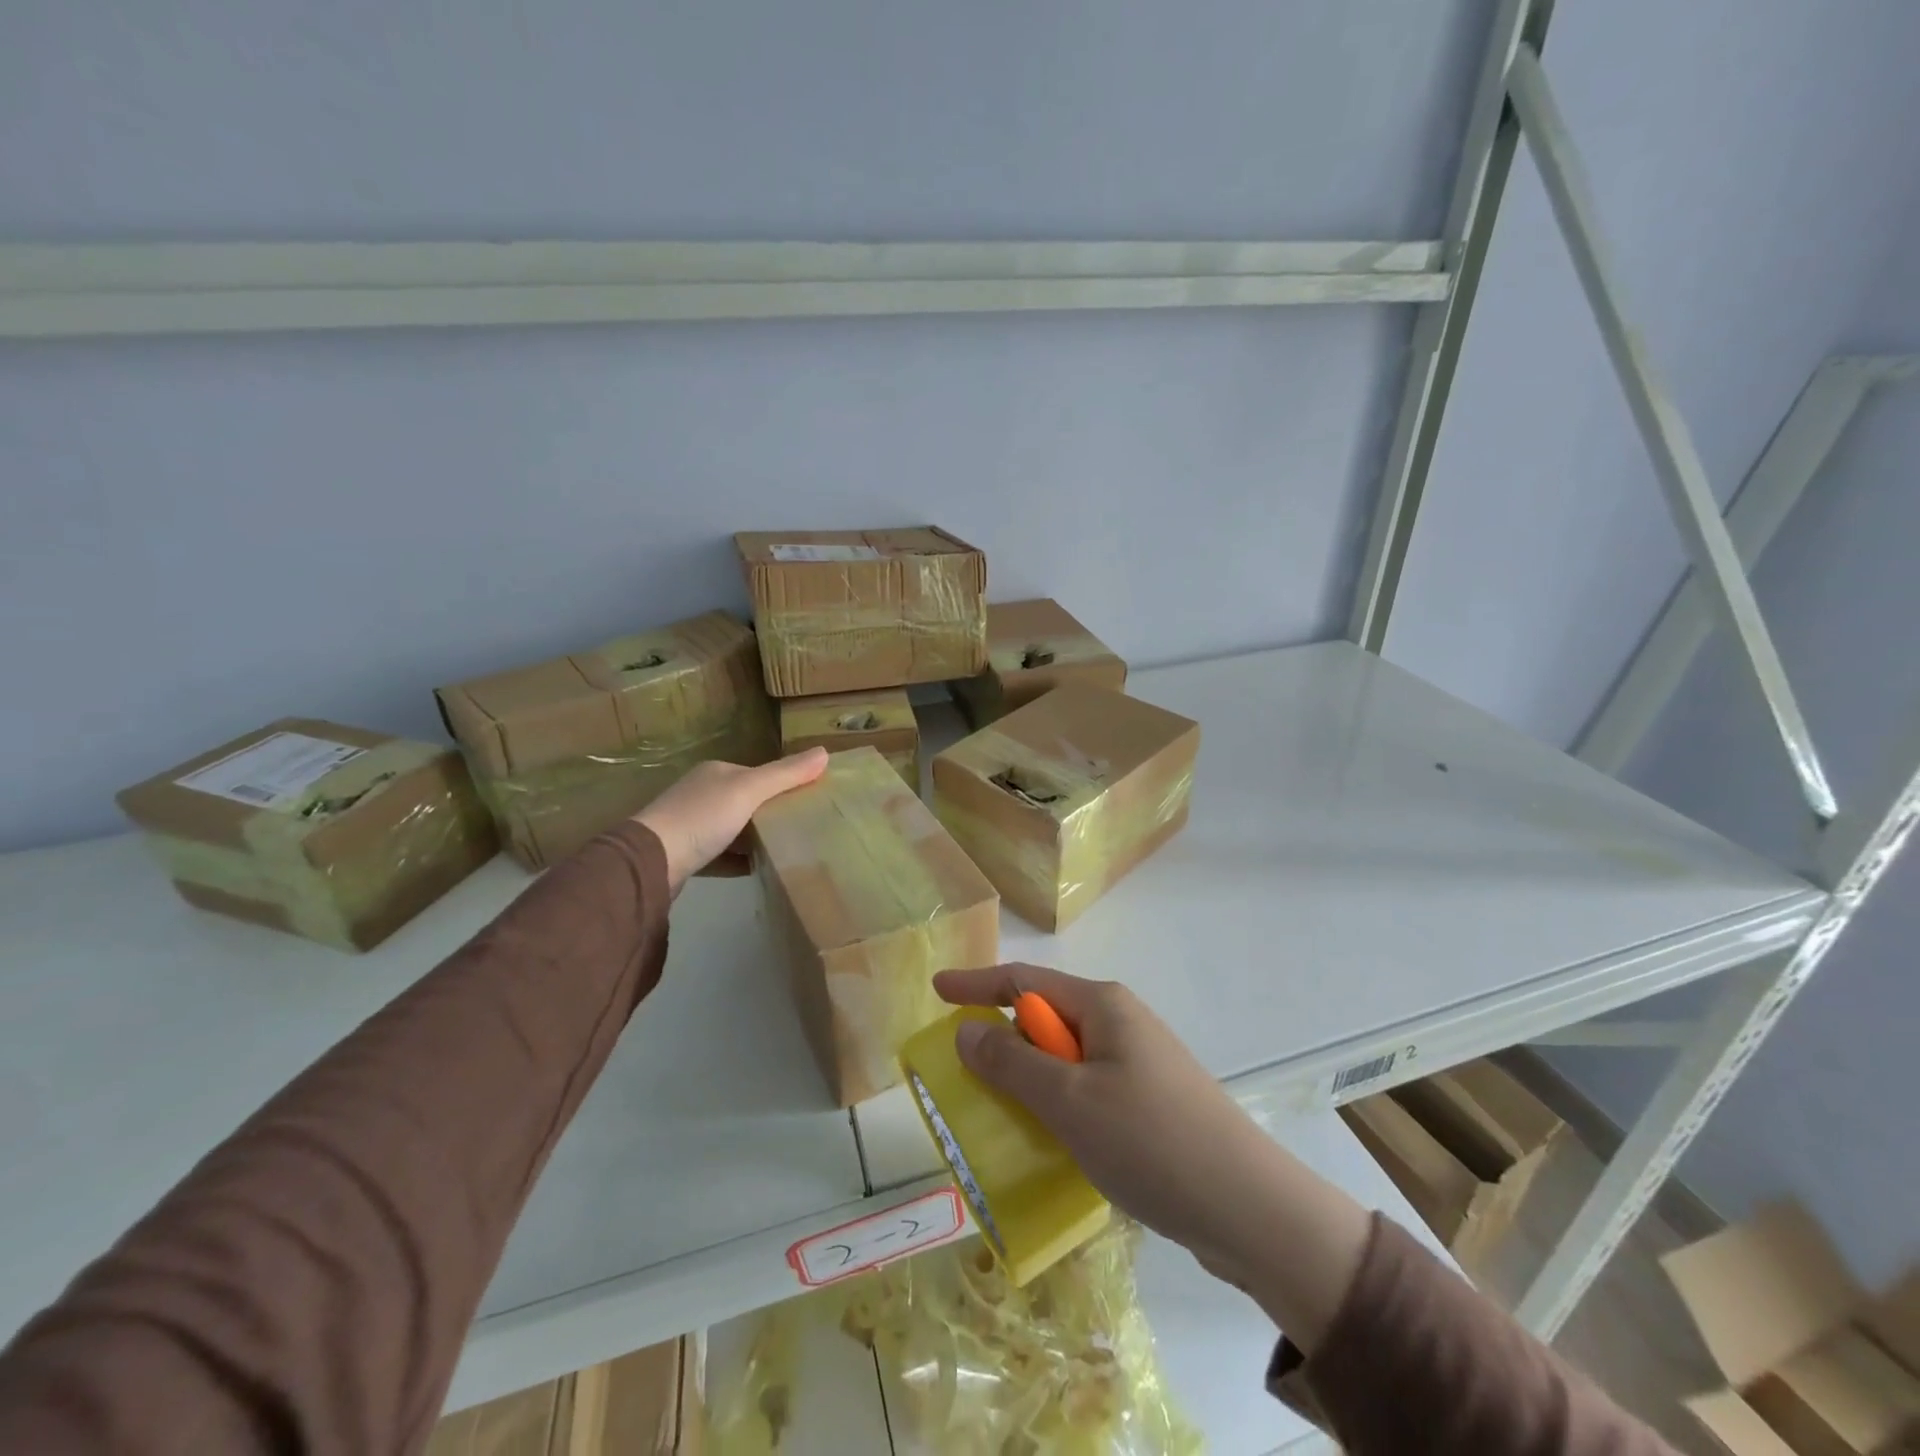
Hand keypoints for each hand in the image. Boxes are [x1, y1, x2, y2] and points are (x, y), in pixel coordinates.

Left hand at [635, 749, 827, 894]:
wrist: (651, 862)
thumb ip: (786, 774)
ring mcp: (689, 825)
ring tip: (785, 849)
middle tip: (802, 828)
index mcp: (716, 772)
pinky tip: (757, 869)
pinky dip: (738, 860)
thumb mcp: (749, 791)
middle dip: (770, 813)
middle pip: (745, 801)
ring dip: (754, 838)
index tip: (809, 802)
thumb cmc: (702, 818)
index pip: (758, 775)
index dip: (783, 785)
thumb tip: (825, 752)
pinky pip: (720, 855)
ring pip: (732, 828)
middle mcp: (701, 793)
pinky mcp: (684, 855)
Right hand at [934, 962, 1271, 1268]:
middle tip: (964, 1078)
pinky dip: (1058, 1107)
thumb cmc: (1151, 1140)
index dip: (976, 984)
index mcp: (1102, 1005)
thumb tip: (967, 1031)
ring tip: (999, 1117)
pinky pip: (1086, 1091)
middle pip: (1044, 1019)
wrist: (1250, 1209)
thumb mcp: (1068, 1100)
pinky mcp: (1149, 1103)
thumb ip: (1011, 1062)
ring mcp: (1138, 1063)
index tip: (936, 988)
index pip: (1024, 981)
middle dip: (1003, 1042)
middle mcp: (1120, 1023)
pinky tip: (1050, 1144)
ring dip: (1030, 1082)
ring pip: (1064, 1060)